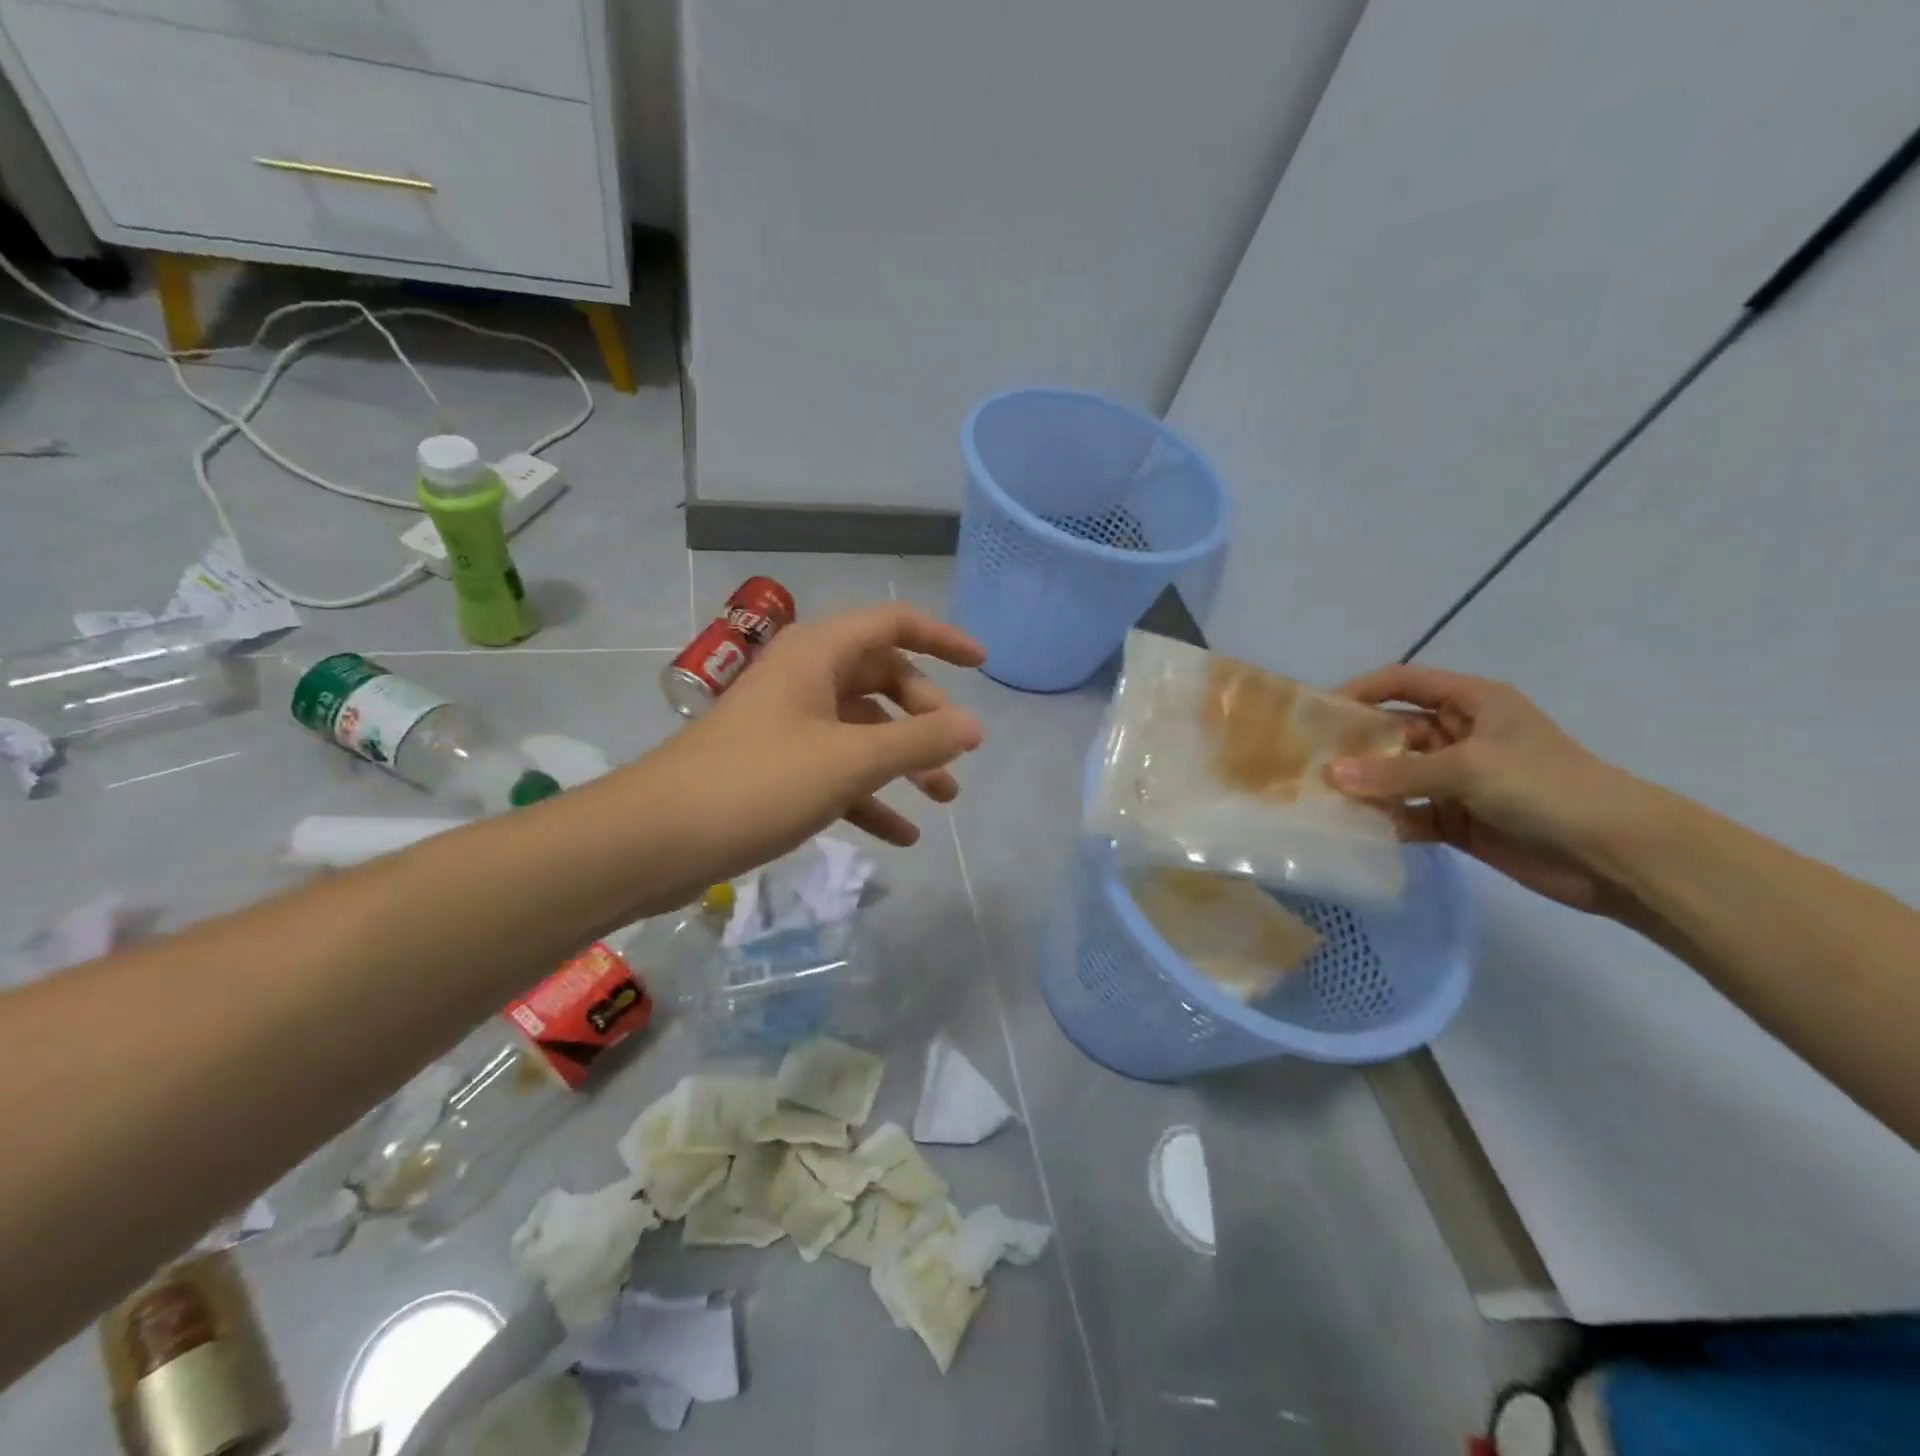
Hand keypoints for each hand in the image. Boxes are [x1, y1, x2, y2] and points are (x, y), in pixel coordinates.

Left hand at [658, 604, 985, 869]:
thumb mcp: (850, 760)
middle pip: (882, 679)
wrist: (657, 840)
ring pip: (863, 729)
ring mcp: (789, 724)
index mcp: (818, 653)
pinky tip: (901, 834)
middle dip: (925, 715)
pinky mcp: (776, 767)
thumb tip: (974, 726)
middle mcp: (805, 678)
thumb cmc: (759, 783)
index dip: (941, 638)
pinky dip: (870, 795)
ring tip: (944, 797)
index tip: (982, 664)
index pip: (893, 624)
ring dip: (904, 760)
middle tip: (954, 753)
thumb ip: (918, 741)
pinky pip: (837, 770)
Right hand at [1325, 665, 1643, 912]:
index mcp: (1472, 703)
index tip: (1320, 712)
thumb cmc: (1547, 787)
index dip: (1362, 689)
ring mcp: (1457, 780)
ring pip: (1396, 775)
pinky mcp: (1457, 820)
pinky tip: (1355, 829)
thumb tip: (1332, 775)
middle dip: (1354, 744)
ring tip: (1319, 796)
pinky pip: (1408, 813)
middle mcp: (1460, 735)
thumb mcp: (1468, 768)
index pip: (1404, 682)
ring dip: (1365, 785)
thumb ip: (1398, 773)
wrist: (1617, 855)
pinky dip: (1385, 820)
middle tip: (1307, 761)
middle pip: (1393, 730)